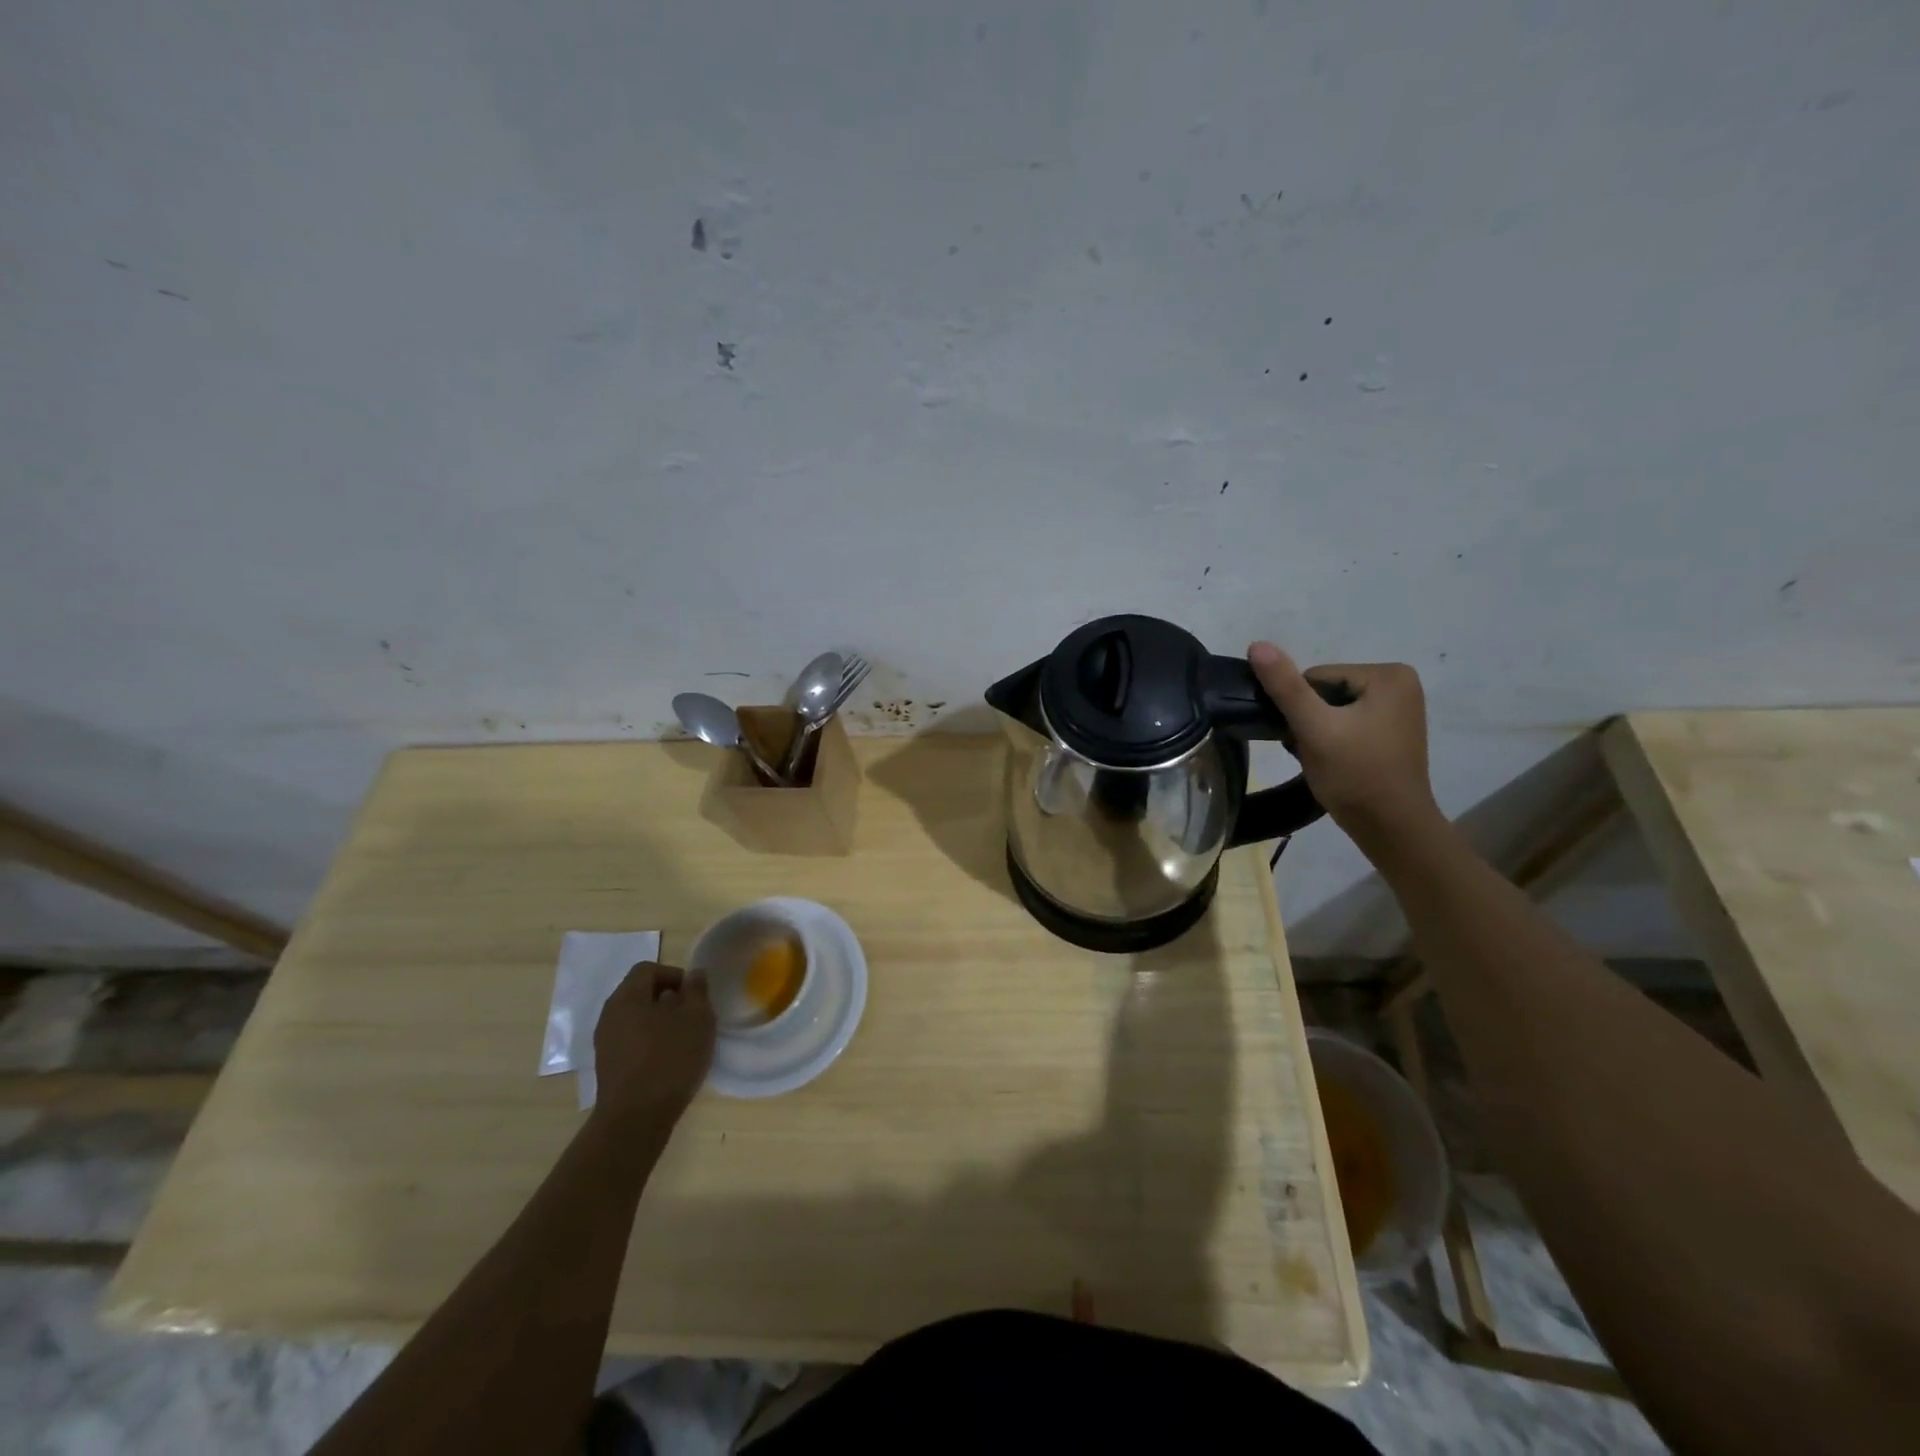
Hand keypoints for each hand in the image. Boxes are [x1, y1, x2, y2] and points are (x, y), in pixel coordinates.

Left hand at [591, 962, 714, 1127]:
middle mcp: (609, 1014)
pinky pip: (631, 1041)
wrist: (635, 1120)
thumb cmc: (670, 1059)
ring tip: (683, 1040)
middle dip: (668, 999)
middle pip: (640, 993)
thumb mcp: (697, 1019)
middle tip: (692, 1016)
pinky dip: (649, 1042)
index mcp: (627, 997)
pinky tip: (668, 1060)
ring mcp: (605, 1043)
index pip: (648, 969)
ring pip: (635, 1018)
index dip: (674, 975)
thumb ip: (697, 991)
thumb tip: (694, 974)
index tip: (694, 995)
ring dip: (659, 1022)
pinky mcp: (607, 1067)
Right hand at [1248, 642, 1441, 849]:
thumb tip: (1257, 645)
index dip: (1300, 708)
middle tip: (1314, 751)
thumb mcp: (1314, 728)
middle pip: (1326, 691)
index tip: (1307, 738)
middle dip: (1311, 720)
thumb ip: (1285, 686)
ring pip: (1333, 709)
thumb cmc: (1355, 775)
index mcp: (1388, 674)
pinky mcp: (1393, 731)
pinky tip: (1336, 761)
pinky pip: (1349, 723)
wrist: (1391, 828)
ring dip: (1319, 731)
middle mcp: (1401, 683)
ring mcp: (1400, 709)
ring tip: (1324, 758)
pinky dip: (1334, 739)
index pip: (1316, 677)